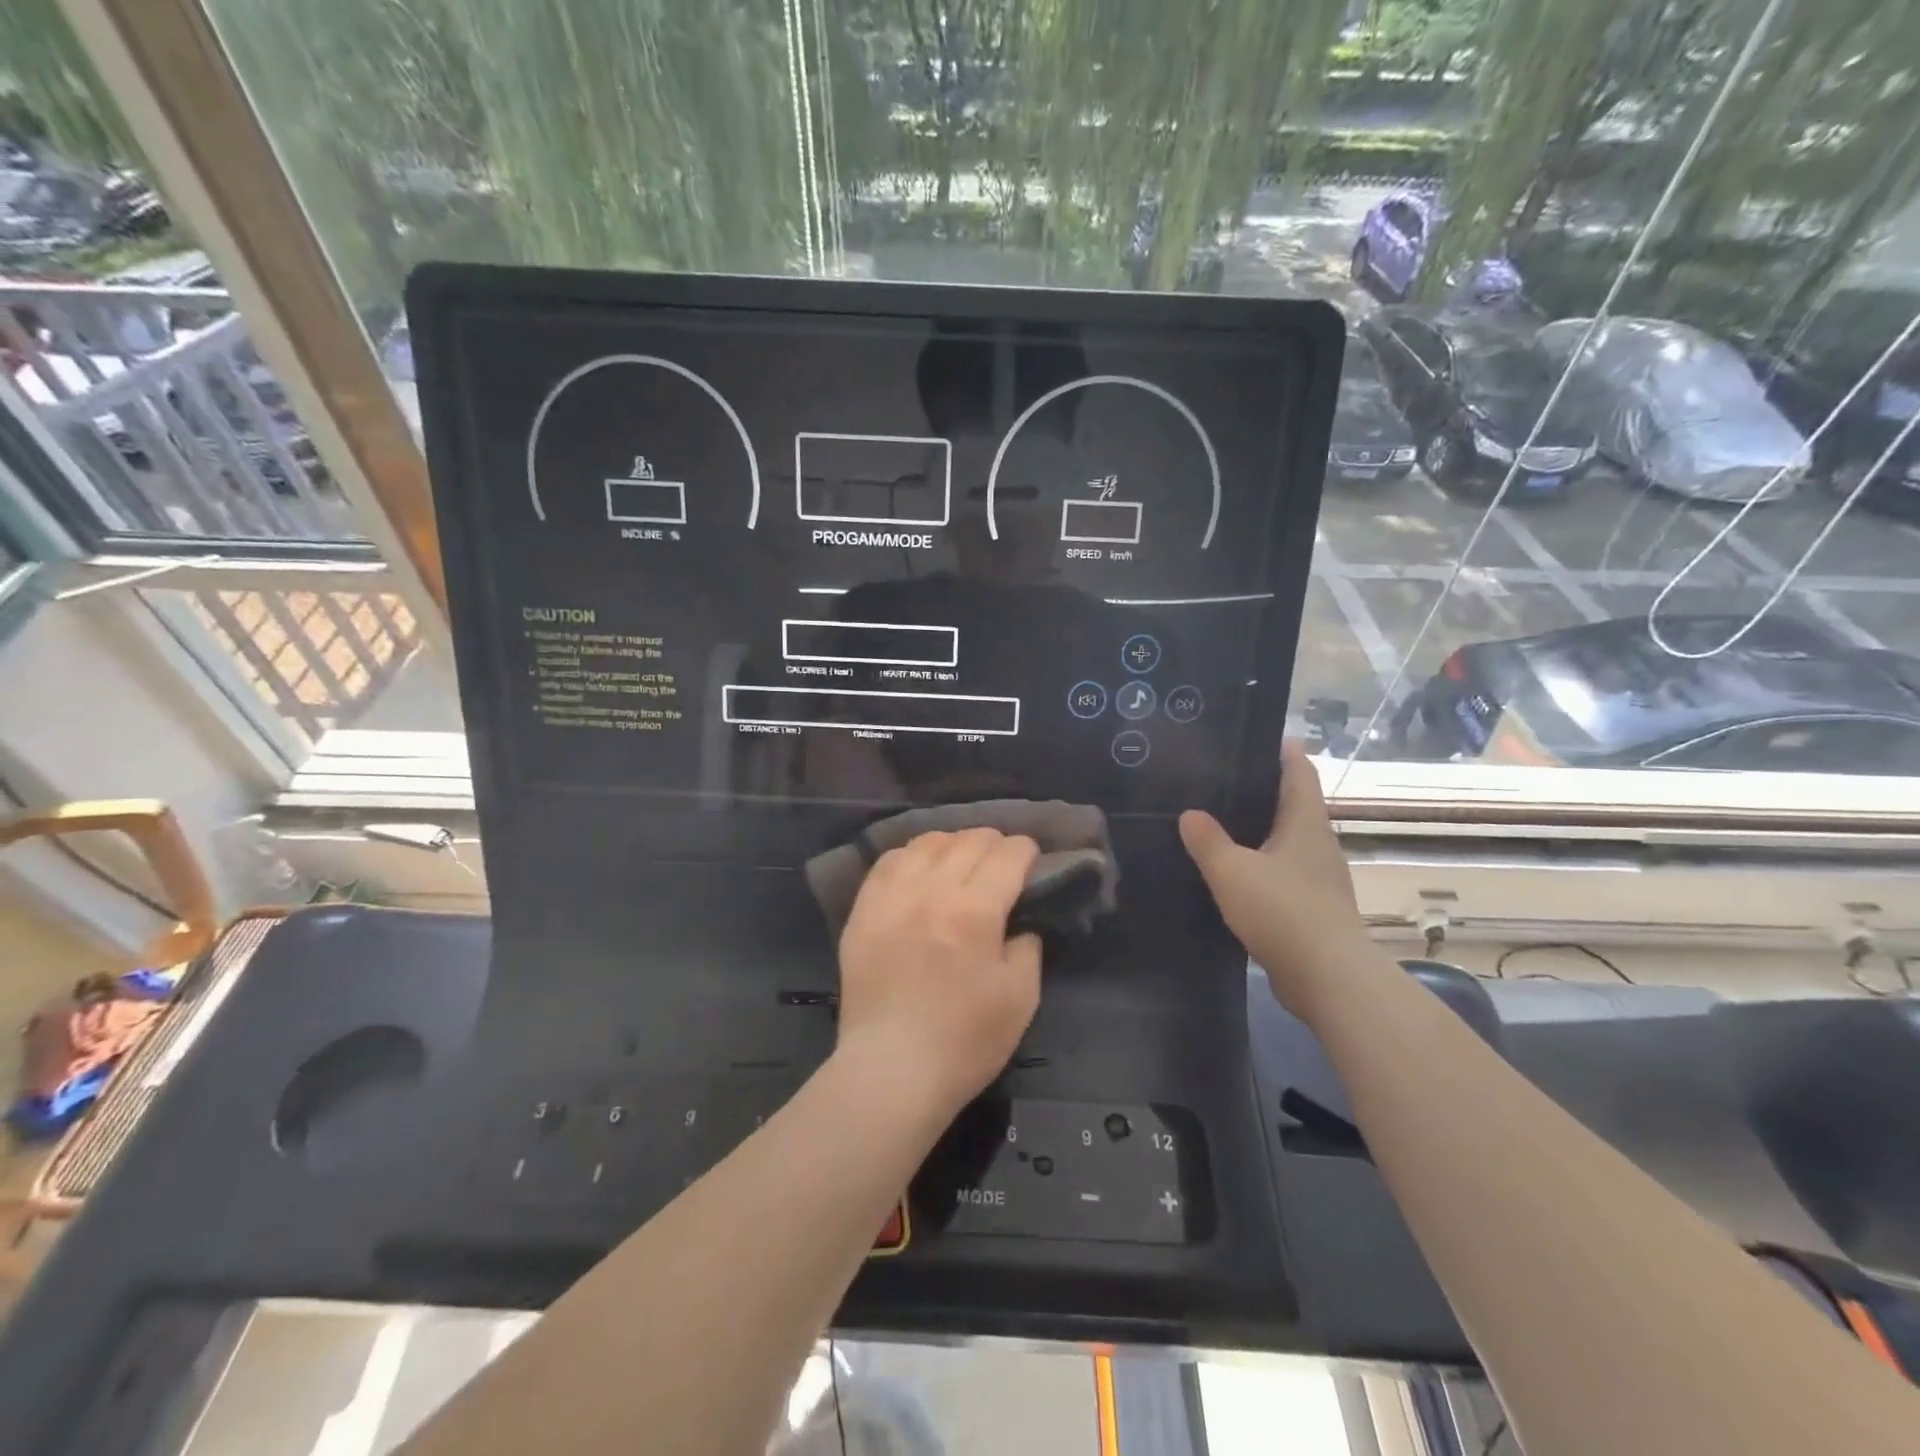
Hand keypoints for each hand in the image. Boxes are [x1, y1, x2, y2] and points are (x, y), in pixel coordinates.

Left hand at [836, 828, 1042, 1113]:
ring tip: (962, 861)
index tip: (1032, 861)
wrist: (891, 1070)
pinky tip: (920, 870)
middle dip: (995, 844)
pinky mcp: (863, 910)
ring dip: (954, 844)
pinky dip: (913, 856)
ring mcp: (891, 896)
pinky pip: (889, 861)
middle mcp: (931, 889)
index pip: (1007, 854)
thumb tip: (1019, 922)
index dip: (1026, 851)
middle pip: (969, 840)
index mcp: (975, 910)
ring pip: (928, 842)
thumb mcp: (1020, 998)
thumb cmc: (965, 1041)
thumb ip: (1027, 947)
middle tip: (1003, 864)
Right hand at [1180, 741, 1368, 1020]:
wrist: (1328, 979)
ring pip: (1283, 840)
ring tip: (1213, 824)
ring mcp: (1318, 877)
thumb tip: (1190, 814)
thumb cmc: (1283, 910)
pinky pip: (1281, 873)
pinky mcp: (1312, 908)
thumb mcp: (1232, 871)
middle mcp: (1317, 843)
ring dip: (1255, 831)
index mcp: (1305, 821)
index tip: (1249, 736)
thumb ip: (1207, 840)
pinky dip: (1257, 866)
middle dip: (1258, 790)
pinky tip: (1228, 874)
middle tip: (1214, 780)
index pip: (1298, 769)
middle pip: (1290, 803)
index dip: (1280, 749)